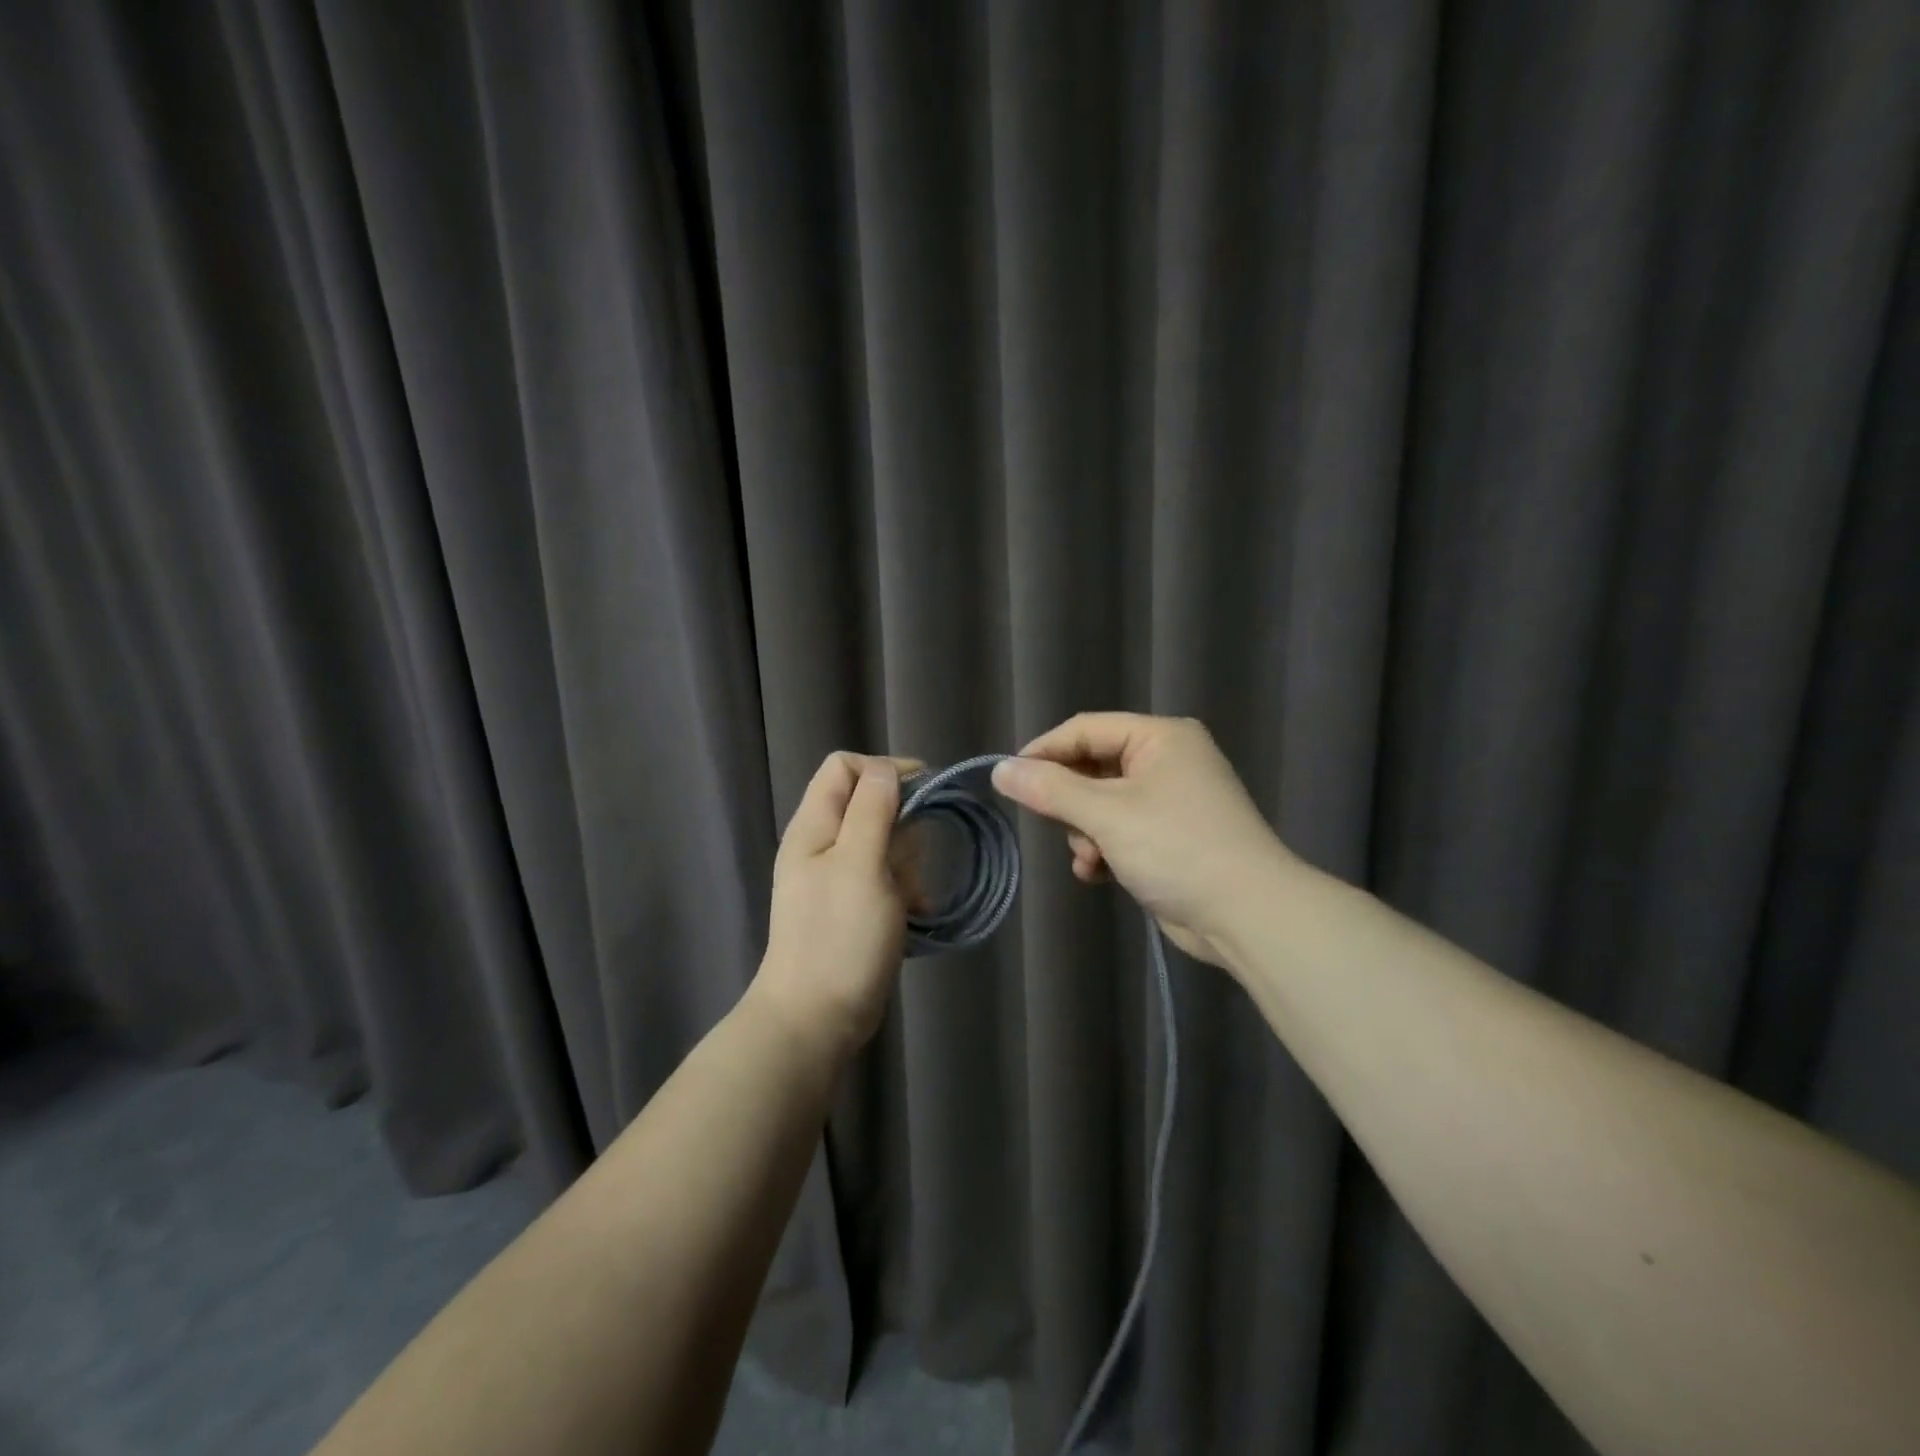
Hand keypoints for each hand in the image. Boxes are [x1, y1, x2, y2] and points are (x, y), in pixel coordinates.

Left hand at [754, 752, 922, 1059]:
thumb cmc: (839, 936)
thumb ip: (873, 810)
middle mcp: (822, 845)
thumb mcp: (860, 864)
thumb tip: (887, 770)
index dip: (885, 770)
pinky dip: (905, 890)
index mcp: (814, 826)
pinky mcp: (854, 908)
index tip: (925, 791)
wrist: (816, 1020)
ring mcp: (837, 878)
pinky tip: (917, 913)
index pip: (845, 767)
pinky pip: (887, 880)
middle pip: (869, 804)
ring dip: (907, 864)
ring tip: (910, 895)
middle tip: (910, 857)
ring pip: (885, 844)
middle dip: (901, 825)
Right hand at [991, 714, 1292, 967]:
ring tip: (1088, 857)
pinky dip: (1104, 848)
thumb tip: (1000, 770)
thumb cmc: (1177, 848)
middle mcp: (1167, 761)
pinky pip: (1120, 830)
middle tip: (1055, 825)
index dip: (1043, 752)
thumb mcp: (1107, 814)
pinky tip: (1096, 873)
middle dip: (1070, 802)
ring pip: (1102, 803)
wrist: (1248, 915)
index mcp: (1160, 737)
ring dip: (1085, 831)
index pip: (1084, 729)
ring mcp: (1171, 801)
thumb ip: (1050, 789)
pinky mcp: (1171, 838)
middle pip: (1092, 766)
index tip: (1008, 781)